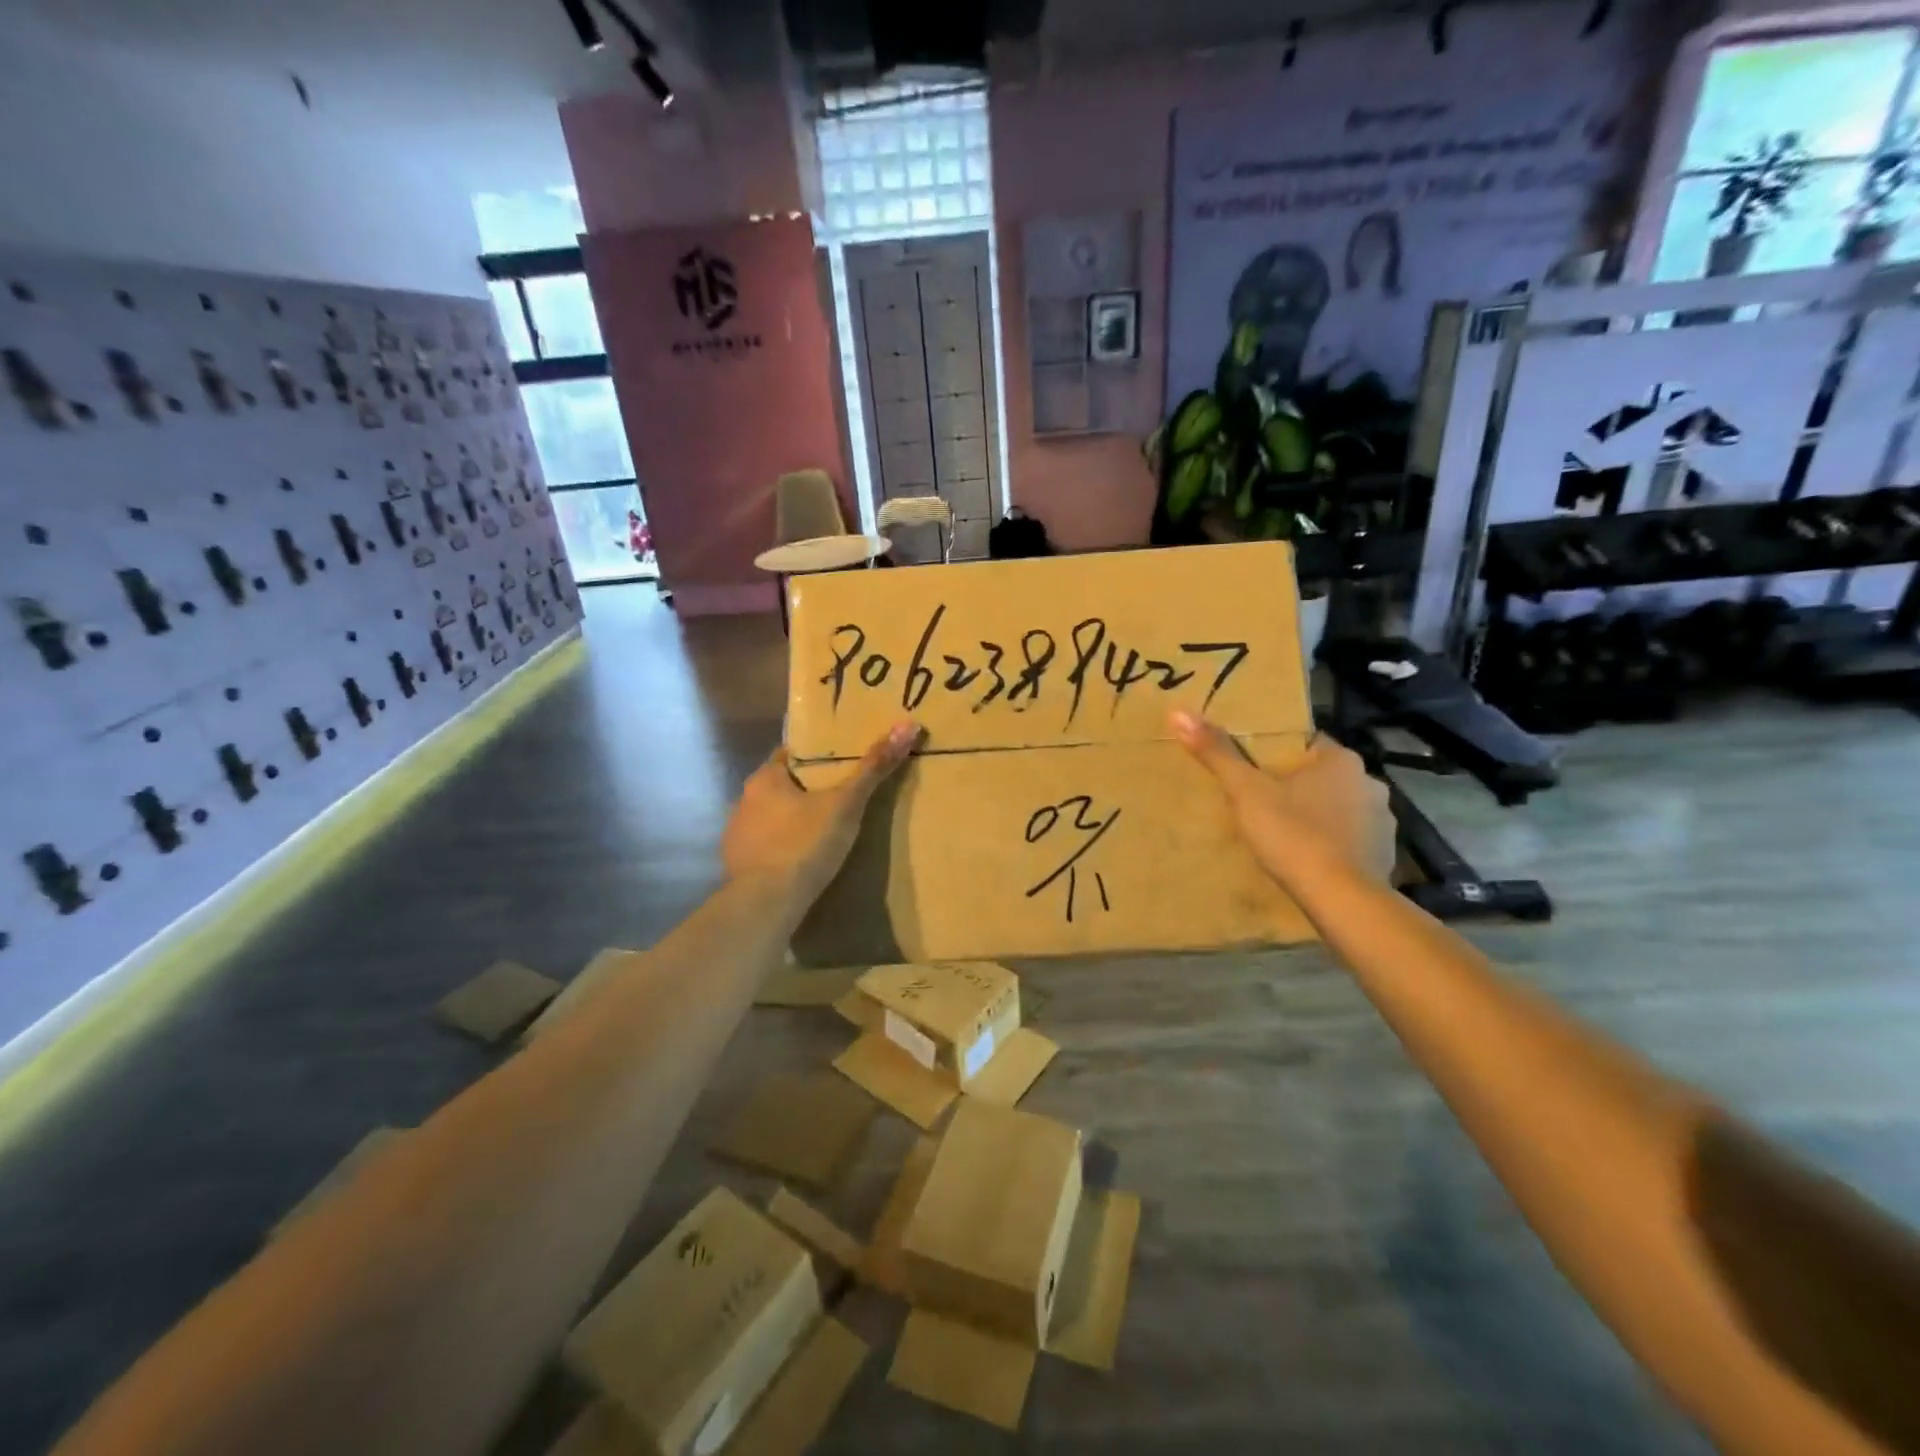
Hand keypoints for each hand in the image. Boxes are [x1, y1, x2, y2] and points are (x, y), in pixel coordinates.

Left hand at [722, 721, 920, 905]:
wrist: (766, 904)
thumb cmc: (805, 844)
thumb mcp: (846, 804)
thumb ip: (874, 767)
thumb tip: (908, 725)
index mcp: (765, 778)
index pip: (791, 755)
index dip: (816, 758)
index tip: (839, 764)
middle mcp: (744, 800)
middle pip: (780, 787)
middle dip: (805, 792)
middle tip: (839, 799)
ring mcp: (736, 835)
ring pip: (770, 818)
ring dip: (791, 822)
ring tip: (822, 833)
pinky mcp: (736, 866)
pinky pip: (763, 849)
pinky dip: (780, 850)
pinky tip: (800, 862)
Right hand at [1171, 711, 1395, 884]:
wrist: (1342, 899)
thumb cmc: (1294, 835)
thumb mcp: (1246, 792)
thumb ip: (1216, 753)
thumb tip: (1178, 712)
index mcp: (1341, 759)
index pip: (1307, 742)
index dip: (1279, 754)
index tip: (1255, 769)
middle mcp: (1369, 782)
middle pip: (1323, 775)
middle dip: (1298, 786)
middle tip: (1263, 802)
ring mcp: (1383, 820)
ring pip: (1341, 807)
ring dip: (1319, 814)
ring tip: (1286, 833)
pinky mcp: (1386, 854)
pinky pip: (1353, 839)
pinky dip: (1334, 844)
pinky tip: (1311, 859)